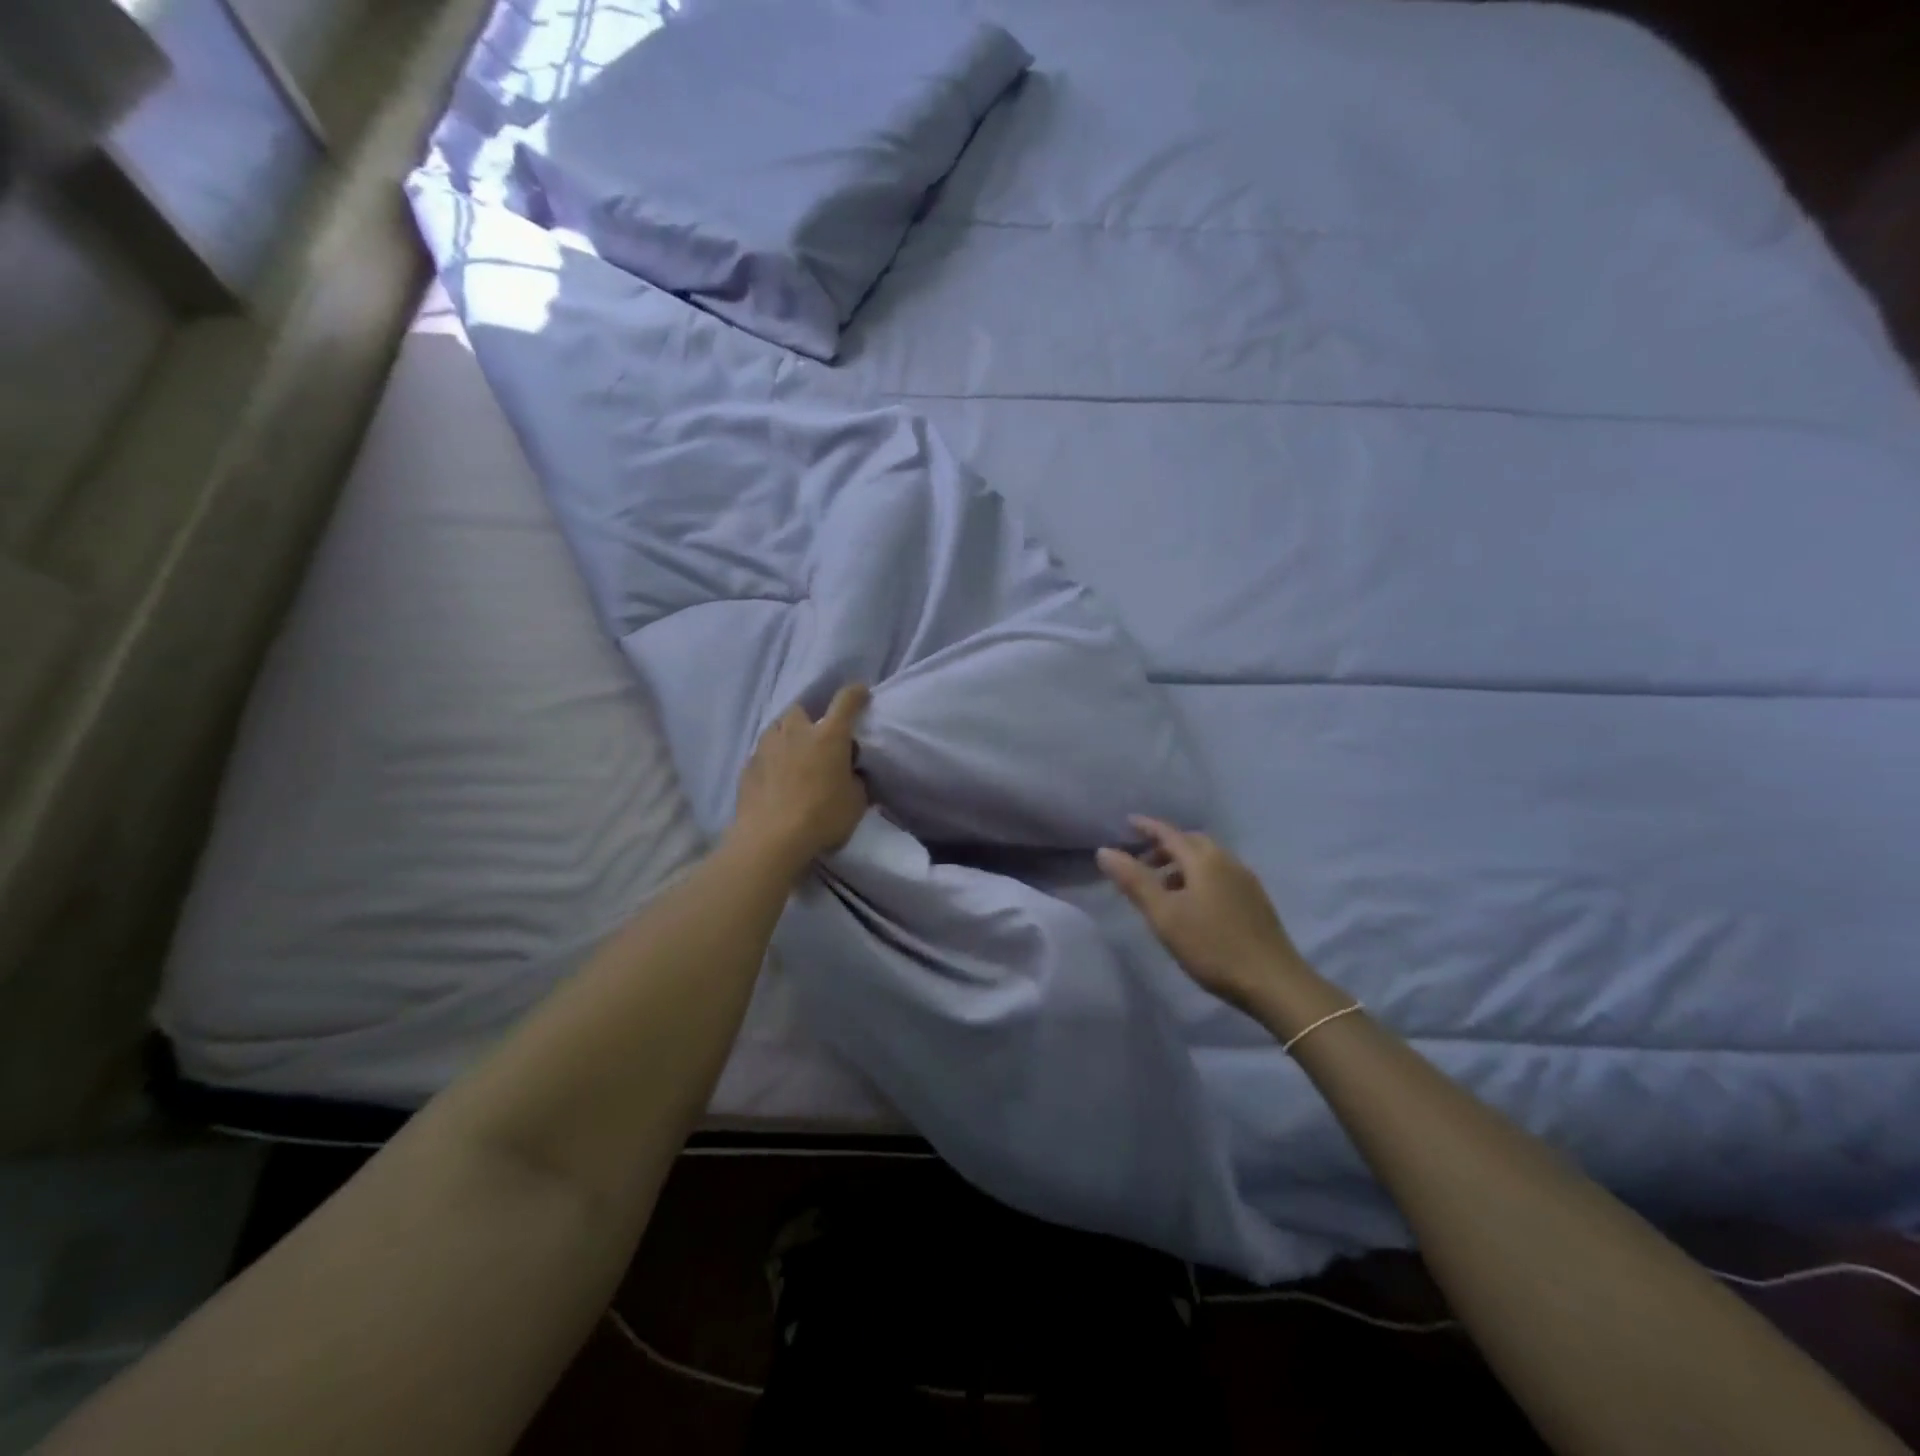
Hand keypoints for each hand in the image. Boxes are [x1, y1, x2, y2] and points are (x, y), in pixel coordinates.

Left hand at [728, 685, 870, 874]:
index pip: (846, 702)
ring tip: (792, 755)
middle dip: (809, 718)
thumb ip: (855, 781)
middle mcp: (796, 733)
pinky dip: (770, 760)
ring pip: (776, 728)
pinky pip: (761, 754)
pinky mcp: (747, 767)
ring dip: (786, 735)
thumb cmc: (822, 817)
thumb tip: (850, 774)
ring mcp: (767, 747)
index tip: (860, 693)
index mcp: (829, 736)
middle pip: (800, 710)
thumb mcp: (856, 802)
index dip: (855, 694)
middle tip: (817, 737)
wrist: (771, 840)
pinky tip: (774, 778)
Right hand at [1097, 816, 1309, 1014]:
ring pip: (1207, 859)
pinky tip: (1193, 904)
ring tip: (1163, 888)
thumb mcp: (1164, 915)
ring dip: (1182, 864)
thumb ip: (1134, 881)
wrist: (1274, 982)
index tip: (1127, 822)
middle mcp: (1227, 861)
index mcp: (1204, 860)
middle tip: (1142, 862)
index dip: (1147, 827)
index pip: (1169, 833)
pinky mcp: (1255, 900)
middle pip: (1191, 843)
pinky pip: (1220, 875)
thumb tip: (1104, 851)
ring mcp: (1245, 880)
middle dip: (1165, 846)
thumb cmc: (1212, 946)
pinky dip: (1199, 877)